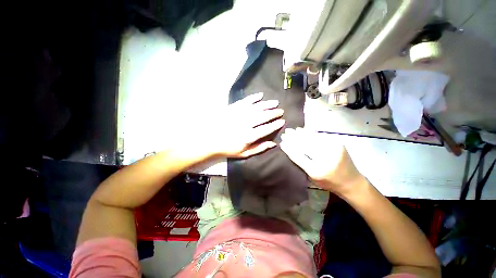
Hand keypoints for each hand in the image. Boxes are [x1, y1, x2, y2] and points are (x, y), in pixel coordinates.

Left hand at [205, 92, 284, 157]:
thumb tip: (273, 144)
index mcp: (249, 136)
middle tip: (281, 111)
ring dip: (267, 104)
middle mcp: (246, 123)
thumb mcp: (245, 153)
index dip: (276, 124)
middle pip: (263, 116)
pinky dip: (254, 98)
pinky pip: (246, 101)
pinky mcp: (233, 108)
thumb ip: (259, 148)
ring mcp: (239, 114)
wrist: (211, 140)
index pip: (267, 128)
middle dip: (274, 113)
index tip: (282, 121)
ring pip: (257, 107)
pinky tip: (260, 96)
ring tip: (275, 102)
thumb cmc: (229, 148)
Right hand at [280, 128, 364, 194]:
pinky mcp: (338, 144)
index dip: (289, 148)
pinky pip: (320, 136)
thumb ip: (302, 164)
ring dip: (300, 133)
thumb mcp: (312, 178)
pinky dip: (310, 133)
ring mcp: (333, 149)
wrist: (352, 182)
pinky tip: (303, 130)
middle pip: (305, 145)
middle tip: (285, 133)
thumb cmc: (329, 182)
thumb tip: (291, 150)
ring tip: (292, 130)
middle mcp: (325, 159)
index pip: (298, 156)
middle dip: (293, 138)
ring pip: (312, 138)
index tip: (282, 143)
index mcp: (316, 171)